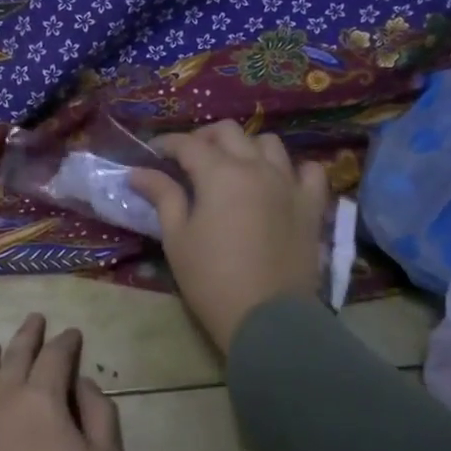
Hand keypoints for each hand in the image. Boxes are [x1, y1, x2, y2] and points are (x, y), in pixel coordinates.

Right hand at [129, 120, 329, 351]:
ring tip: (234, 167)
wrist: (266, 317)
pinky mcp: (312, 206)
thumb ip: (163, 197)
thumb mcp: (177, 239)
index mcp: (220, 174)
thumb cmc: (212, 279)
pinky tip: (281, 181)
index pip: (189, 144)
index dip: (167, 144)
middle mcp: (257, 167)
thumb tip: (139, 172)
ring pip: (270, 143)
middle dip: (205, 138)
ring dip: (247, 147)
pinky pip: (310, 171)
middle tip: (189, 159)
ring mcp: (289, 184)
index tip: (153, 153)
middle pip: (230, 133)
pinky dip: (294, 169)